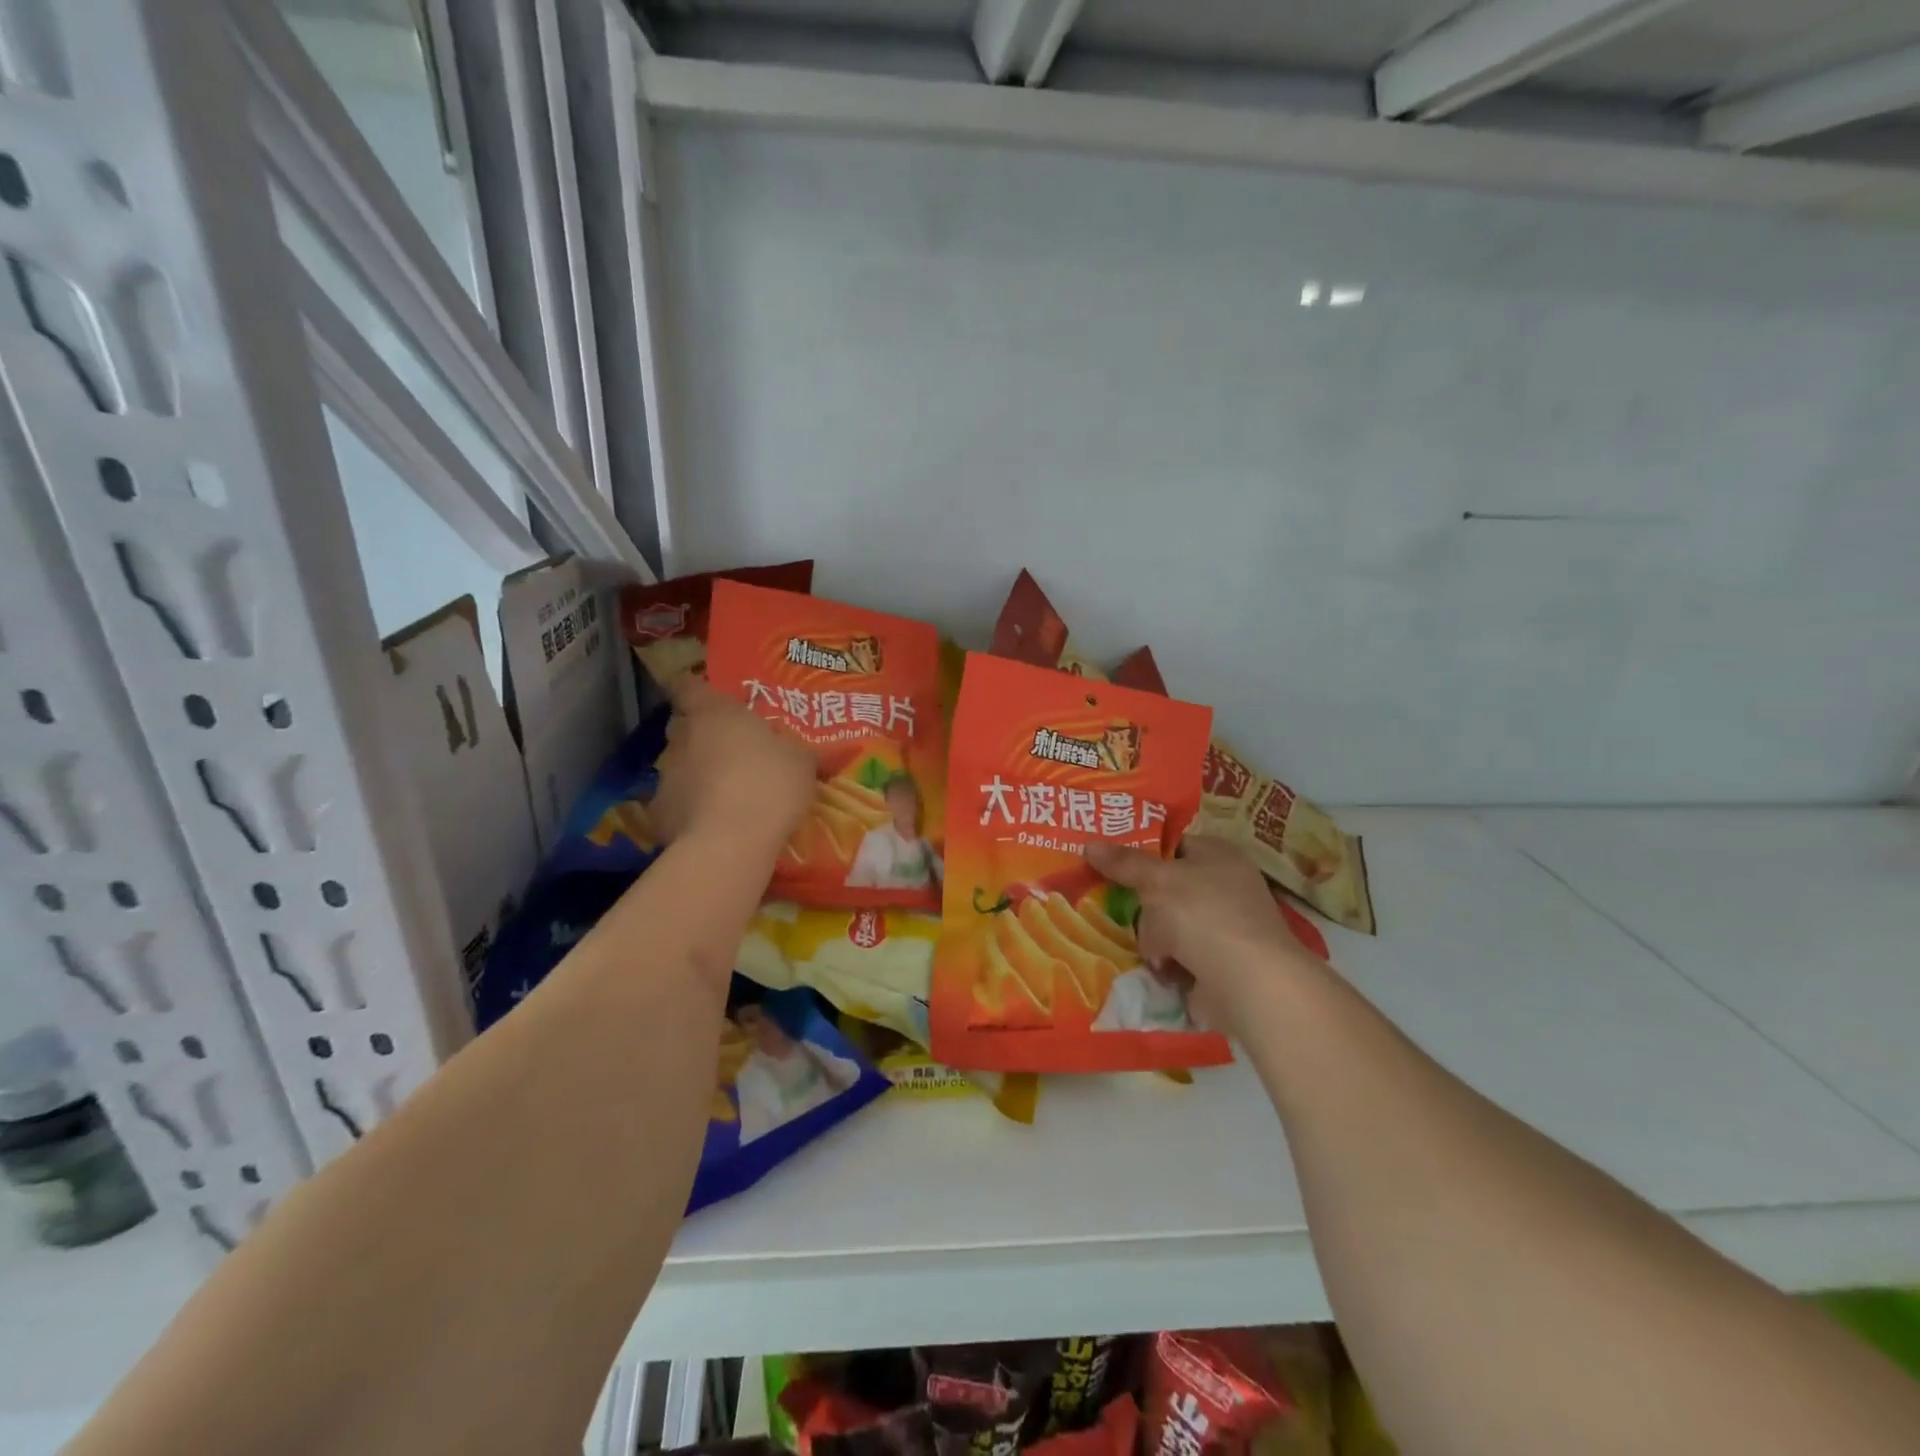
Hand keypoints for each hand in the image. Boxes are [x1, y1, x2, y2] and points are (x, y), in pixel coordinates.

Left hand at [652, 677, 816, 849]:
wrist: (730, 844)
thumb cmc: (769, 785)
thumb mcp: (800, 762)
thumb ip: (791, 748)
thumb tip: (792, 749)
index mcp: (714, 714)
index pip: (687, 686)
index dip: (695, 690)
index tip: (707, 698)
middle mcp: (683, 739)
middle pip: (683, 726)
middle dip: (701, 735)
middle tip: (730, 750)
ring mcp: (666, 777)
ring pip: (680, 767)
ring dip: (698, 774)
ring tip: (727, 795)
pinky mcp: (659, 815)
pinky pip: (676, 804)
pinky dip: (691, 810)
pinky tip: (714, 825)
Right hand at [1086, 835, 1322, 1028]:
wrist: (1248, 983)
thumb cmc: (1203, 913)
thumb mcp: (1156, 880)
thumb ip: (1123, 863)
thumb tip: (1089, 844)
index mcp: (1218, 854)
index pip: (1173, 844)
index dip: (1141, 850)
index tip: (1107, 859)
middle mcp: (1225, 886)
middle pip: (1167, 886)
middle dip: (1143, 901)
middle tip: (1109, 901)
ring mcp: (1224, 927)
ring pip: (1169, 923)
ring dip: (1153, 936)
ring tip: (1142, 943)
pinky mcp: (1219, 964)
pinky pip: (1178, 955)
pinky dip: (1166, 962)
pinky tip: (1157, 967)